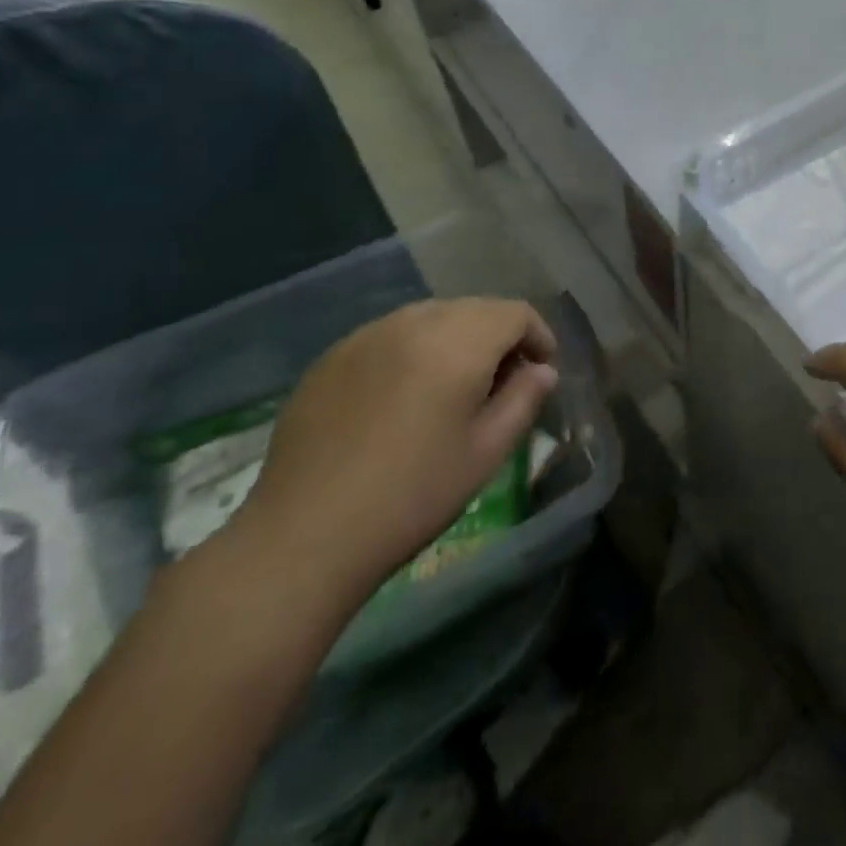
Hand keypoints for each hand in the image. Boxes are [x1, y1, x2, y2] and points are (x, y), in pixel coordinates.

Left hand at [220, 299, 557, 612]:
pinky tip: (403, 396)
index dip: (538, 335)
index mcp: (457, 342)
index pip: (514, 313)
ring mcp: (366, 335)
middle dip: (499, 336)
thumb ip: (523, 400)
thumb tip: (542, 370)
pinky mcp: (332, 356)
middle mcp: (413, 322)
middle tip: (502, 381)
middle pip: (474, 309)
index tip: (541, 370)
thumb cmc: (412, 496)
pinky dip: (413, 350)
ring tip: (454, 386)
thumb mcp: (486, 452)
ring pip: (431, 316)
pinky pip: (390, 334)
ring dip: (456, 339)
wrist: (303, 536)